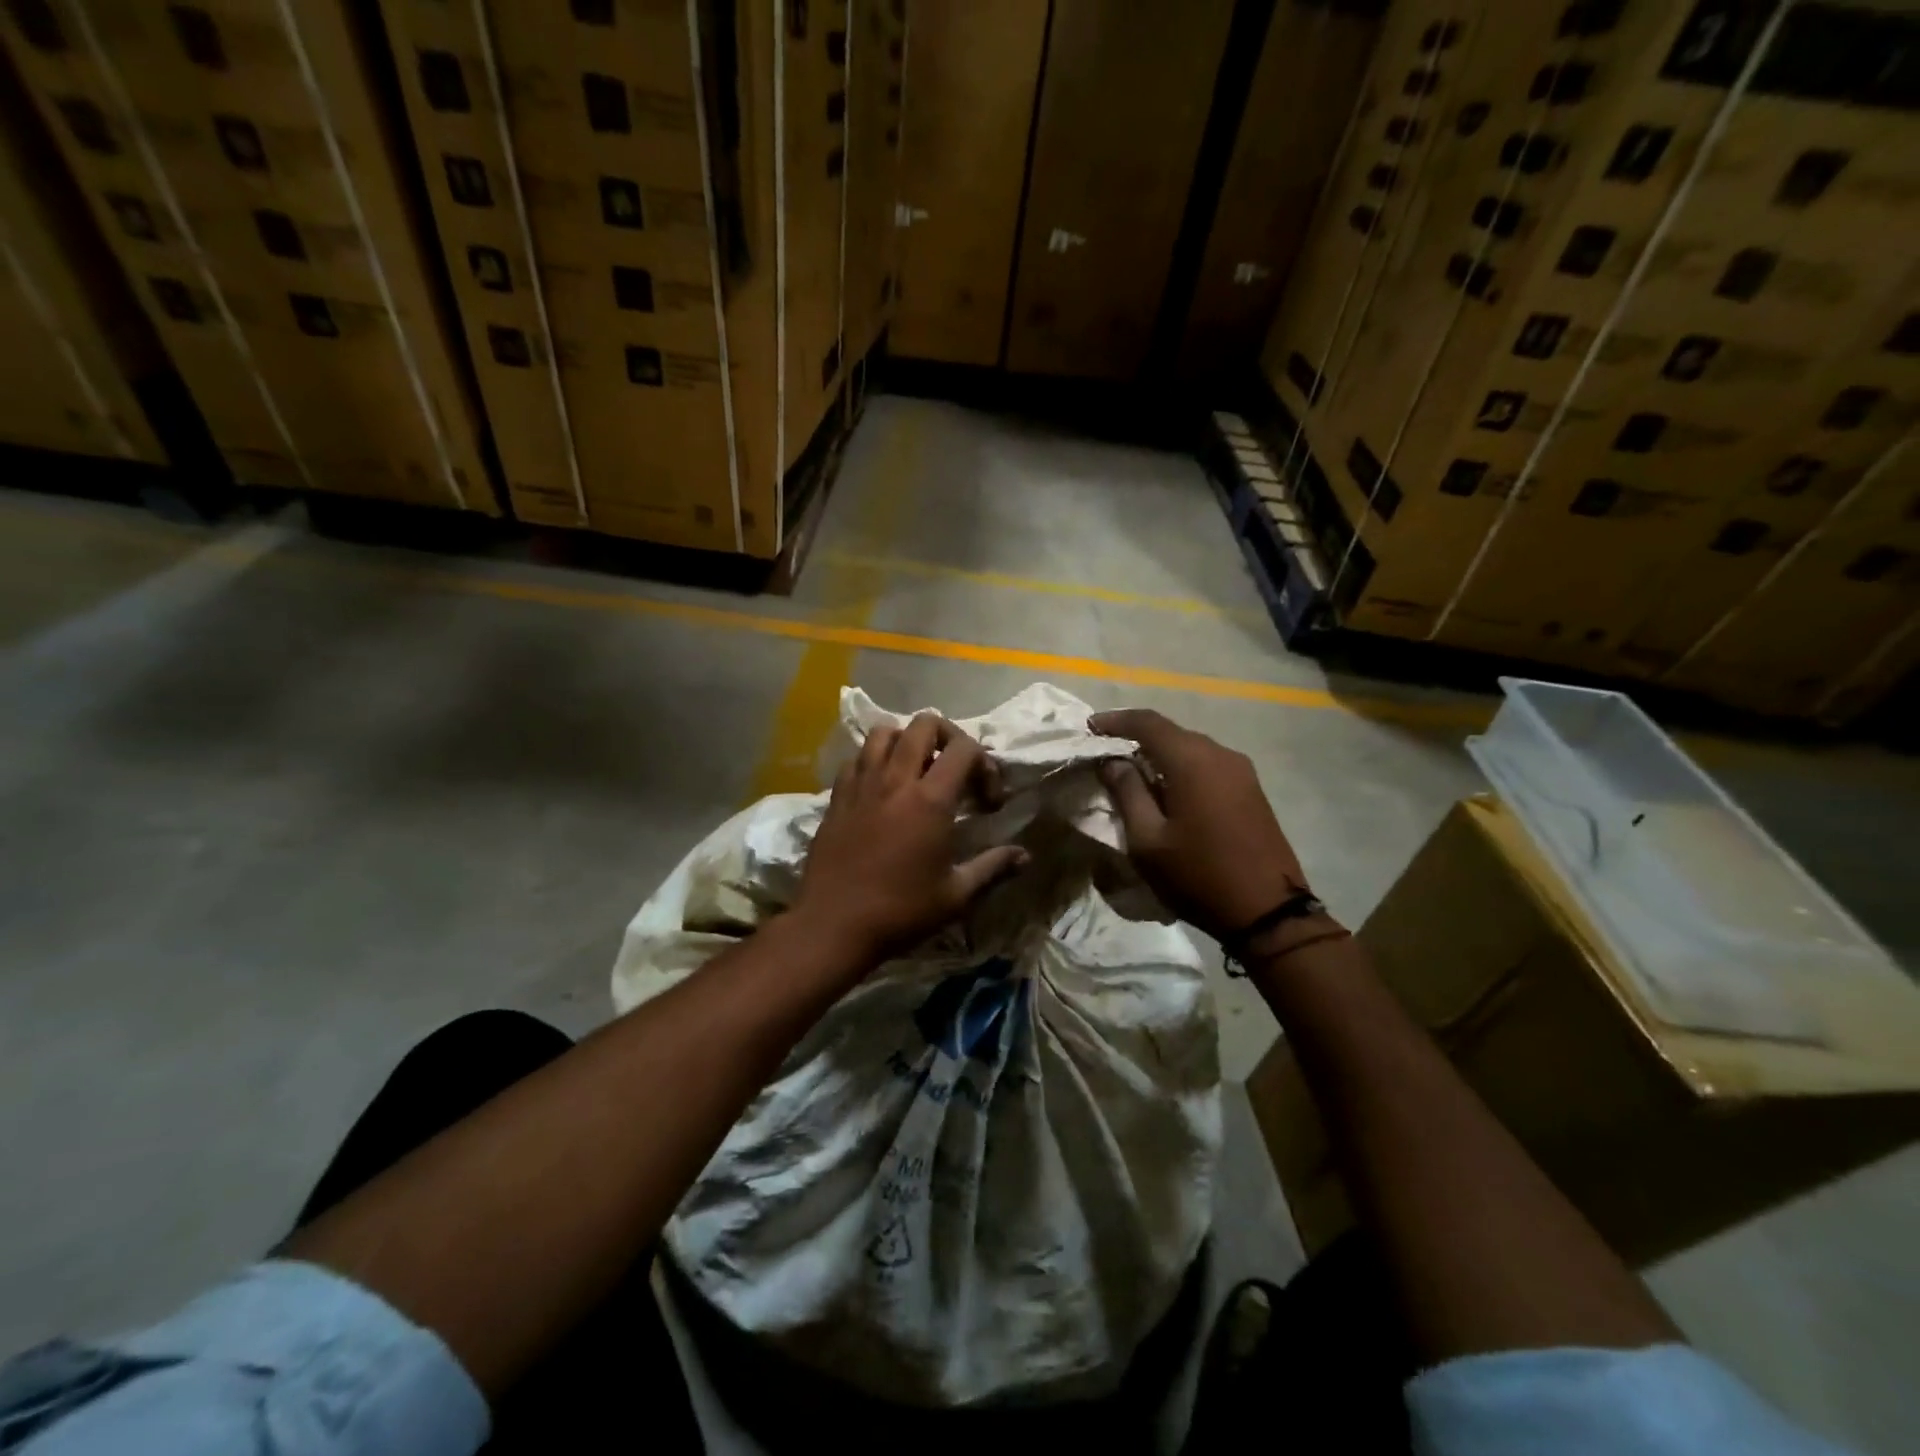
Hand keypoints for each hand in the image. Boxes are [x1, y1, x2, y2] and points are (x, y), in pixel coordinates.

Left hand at [791, 714, 1028, 964]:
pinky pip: (857, 758)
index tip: (987, 800)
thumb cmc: (900, 911)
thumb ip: (992, 868)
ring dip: (907, 741)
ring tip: (917, 770)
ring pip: (885, 732)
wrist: (833, 925)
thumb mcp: (955, 896)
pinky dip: (875, 760)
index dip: (985, 764)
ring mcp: (862, 784)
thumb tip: (1025, 856)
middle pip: (924, 724)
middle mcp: (895, 780)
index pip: (964, 748)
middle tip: (955, 769)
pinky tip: (882, 788)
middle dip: (948, 737)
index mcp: (930, 800)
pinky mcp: (837, 796)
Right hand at [1090, 708, 1307, 940]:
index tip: (1089, 728)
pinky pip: (1207, 764)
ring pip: (1190, 748)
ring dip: (1159, 754)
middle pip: (1171, 732)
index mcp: (1192, 760)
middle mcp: (1219, 754)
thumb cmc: (1198, 875)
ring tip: (1132, 774)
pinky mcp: (1251, 788)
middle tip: (1105, 754)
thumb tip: (1112, 761)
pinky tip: (1167, 790)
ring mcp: (1241, 770)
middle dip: (1136, 737)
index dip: (1115, 720)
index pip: (1147, 722)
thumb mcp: (1148, 840)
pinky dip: (1181, 768)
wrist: (1268, 911)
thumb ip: (1127, 792)